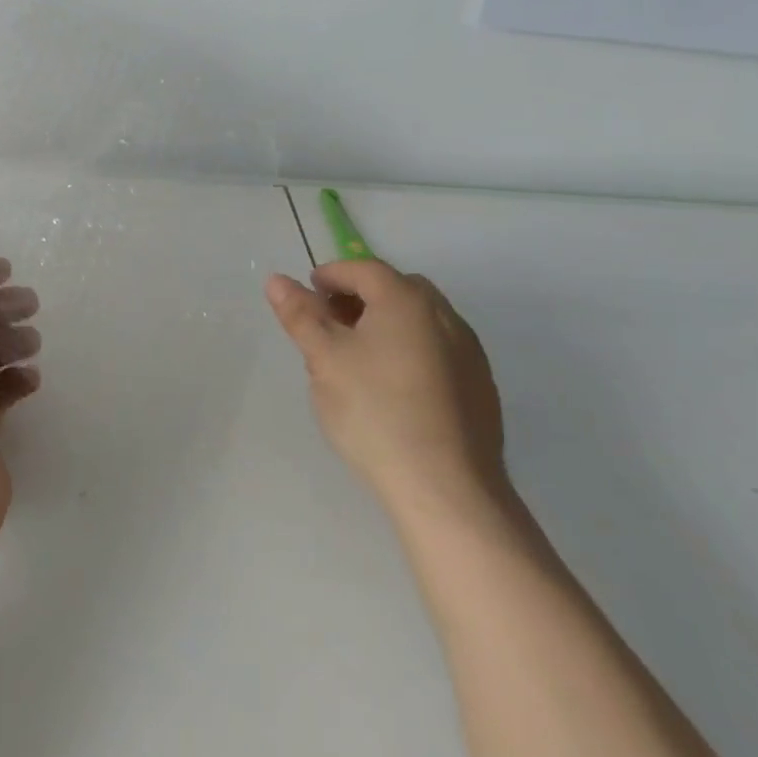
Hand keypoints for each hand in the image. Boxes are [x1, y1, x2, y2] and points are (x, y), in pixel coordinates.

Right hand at [265, 257, 505, 522]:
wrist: (446, 488)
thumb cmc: (374, 411)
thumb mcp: (324, 359)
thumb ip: (300, 315)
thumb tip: (277, 280)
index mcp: (406, 300)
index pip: (363, 269)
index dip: (331, 275)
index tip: (307, 294)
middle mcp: (444, 315)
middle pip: (395, 289)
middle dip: (359, 297)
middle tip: (329, 322)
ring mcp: (469, 352)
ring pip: (419, 320)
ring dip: (386, 323)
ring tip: (357, 356)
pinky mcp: (480, 387)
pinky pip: (438, 350)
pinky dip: (410, 350)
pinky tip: (393, 387)